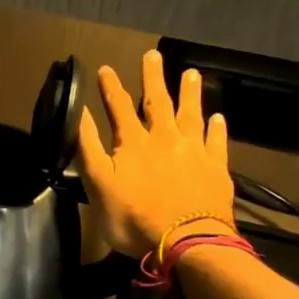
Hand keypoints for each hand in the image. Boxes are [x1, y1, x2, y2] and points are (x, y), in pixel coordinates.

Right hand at [79, 49, 234, 257]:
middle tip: (153, 55)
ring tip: (191, 74)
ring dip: (189, 93)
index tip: (105, 68)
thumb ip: (89, 149)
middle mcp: (165, 139)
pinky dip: (216, 128)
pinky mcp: (216, 168)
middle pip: (158, 102)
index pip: (118, 107)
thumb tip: (81, 115)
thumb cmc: (135, 218)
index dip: (110, 87)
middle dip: (153, 78)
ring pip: (191, 115)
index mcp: (133, 143)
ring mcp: (194, 152)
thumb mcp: (99, 185)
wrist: (187, 243)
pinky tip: (218, 118)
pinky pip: (217, 142)